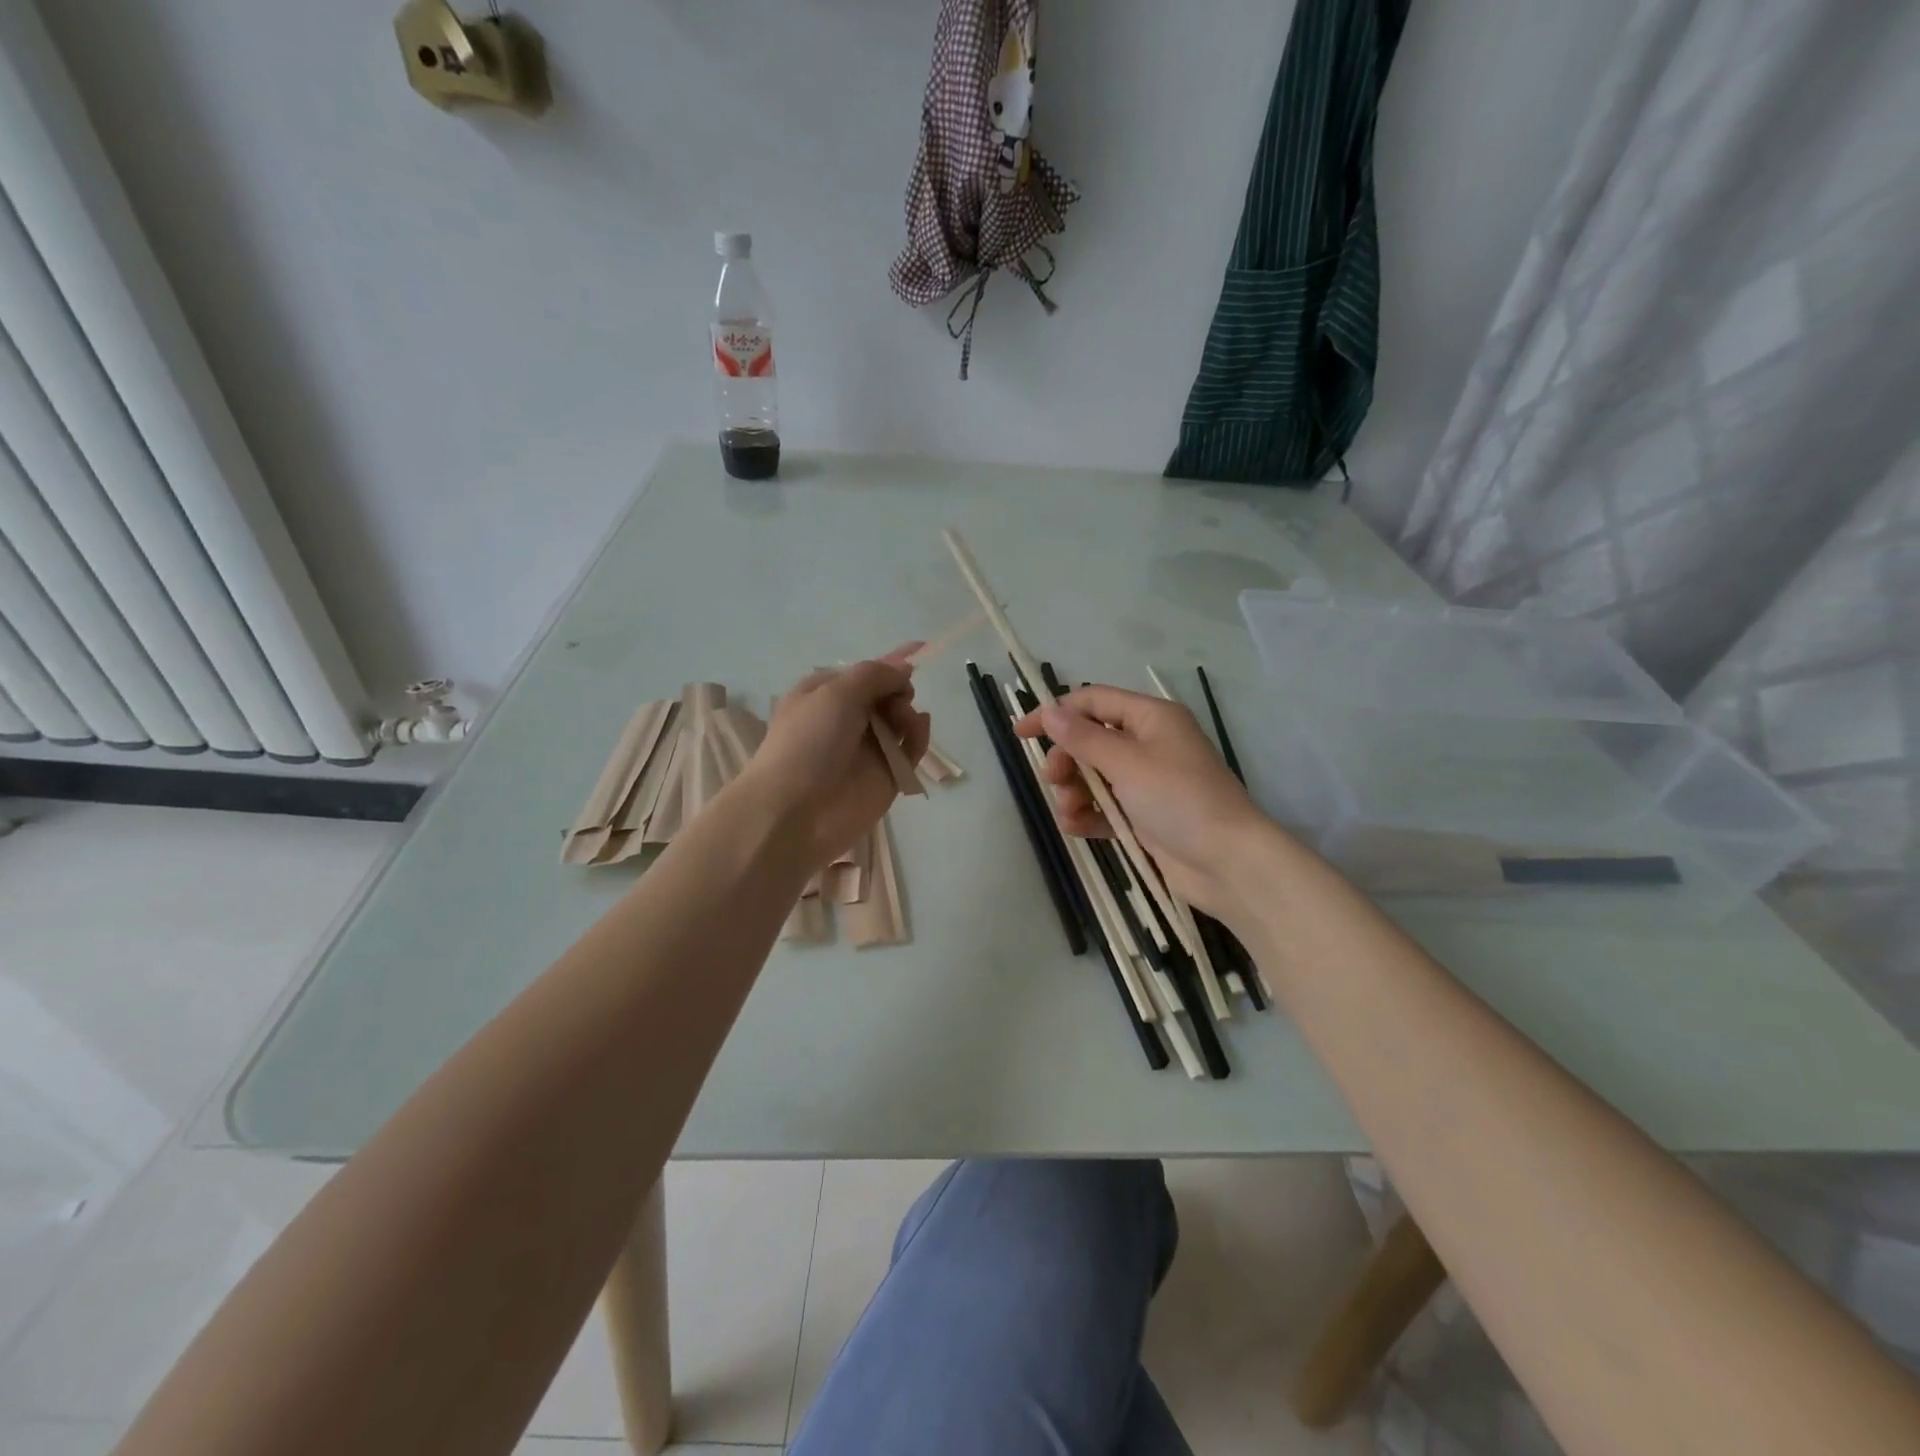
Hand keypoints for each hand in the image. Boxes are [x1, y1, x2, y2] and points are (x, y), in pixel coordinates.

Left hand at [741, 650, 930, 868]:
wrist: (795, 812)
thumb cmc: (808, 743)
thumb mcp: (836, 693)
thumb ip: (875, 674)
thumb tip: (903, 670)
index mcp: (825, 693)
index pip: (865, 671)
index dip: (892, 660)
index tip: (922, 647)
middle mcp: (846, 718)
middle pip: (887, 693)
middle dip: (898, 690)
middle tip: (896, 701)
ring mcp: (867, 748)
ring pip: (901, 720)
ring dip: (908, 714)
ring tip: (903, 722)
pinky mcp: (886, 775)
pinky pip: (910, 749)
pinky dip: (918, 737)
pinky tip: (918, 731)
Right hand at [1014, 685, 1269, 920]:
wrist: (1229, 863)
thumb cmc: (1179, 799)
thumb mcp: (1127, 762)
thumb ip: (1084, 738)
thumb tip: (1050, 712)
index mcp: (1151, 718)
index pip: (1093, 702)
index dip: (1055, 713)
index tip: (1021, 732)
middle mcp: (1149, 744)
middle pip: (1090, 740)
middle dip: (1066, 760)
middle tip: (1054, 780)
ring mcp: (1148, 782)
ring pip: (1094, 776)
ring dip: (1074, 791)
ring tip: (1070, 812)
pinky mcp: (1145, 817)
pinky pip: (1105, 807)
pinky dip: (1088, 815)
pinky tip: (1076, 827)